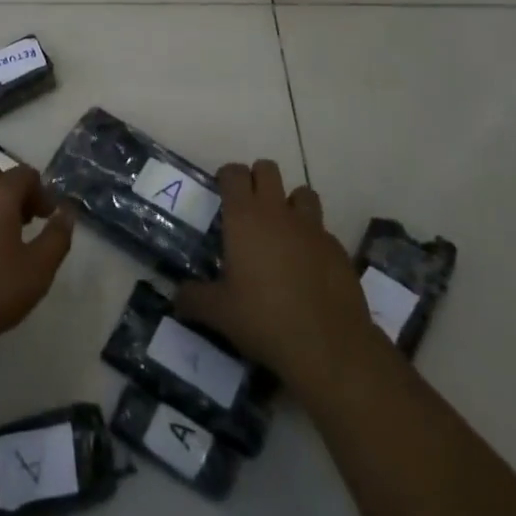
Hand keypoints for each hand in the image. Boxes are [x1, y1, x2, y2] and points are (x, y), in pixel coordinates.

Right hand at [177, 159, 386, 391]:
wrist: (329, 347)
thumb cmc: (264, 320)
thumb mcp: (219, 313)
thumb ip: (193, 299)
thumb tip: (177, 297)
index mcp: (244, 217)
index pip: (234, 172)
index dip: (226, 177)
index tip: (221, 194)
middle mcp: (278, 212)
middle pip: (268, 169)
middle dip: (257, 180)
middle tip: (248, 210)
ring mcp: (312, 228)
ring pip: (302, 193)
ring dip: (290, 204)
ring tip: (282, 232)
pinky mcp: (338, 249)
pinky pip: (322, 230)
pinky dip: (312, 239)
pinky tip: (308, 268)